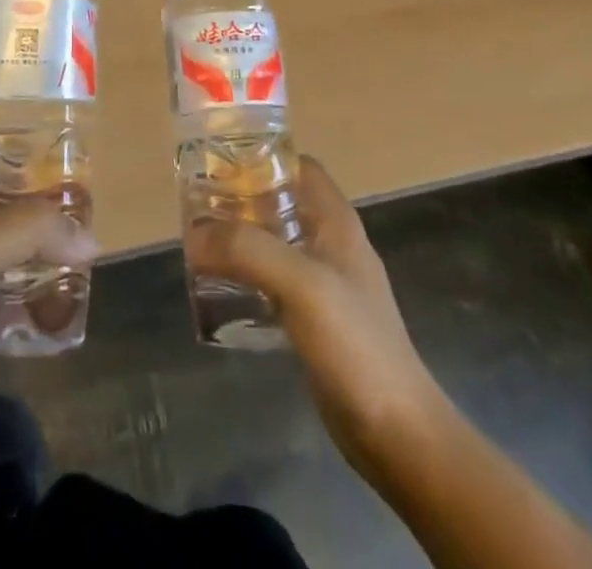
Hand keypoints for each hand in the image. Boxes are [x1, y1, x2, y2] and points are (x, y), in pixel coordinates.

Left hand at [0, 152, 96, 452]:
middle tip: (88, 206)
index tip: (63, 151)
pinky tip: (71, 304)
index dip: (18, 148)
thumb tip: (89, 238)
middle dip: (45, 206)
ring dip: (49, 253)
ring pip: (16, 251)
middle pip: (7, 204)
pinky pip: (18, 297)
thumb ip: (31, 230)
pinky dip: (42, 298)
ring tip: (89, 252)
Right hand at [185, 157, 449, 472]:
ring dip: (241, 237)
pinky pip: (274, 280)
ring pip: (275, 241)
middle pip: (281, 201)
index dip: (261, 157)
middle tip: (197, 204)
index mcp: (336, 221)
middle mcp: (331, 243)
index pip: (299, 165)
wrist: (397, 434)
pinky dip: (247, 274)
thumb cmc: (355, 344)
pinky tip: (220, 288)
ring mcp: (325, 283)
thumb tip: (194, 232)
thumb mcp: (301, 285)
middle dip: (241, 198)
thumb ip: (248, 249)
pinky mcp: (315, 319)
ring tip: (199, 242)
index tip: (217, 161)